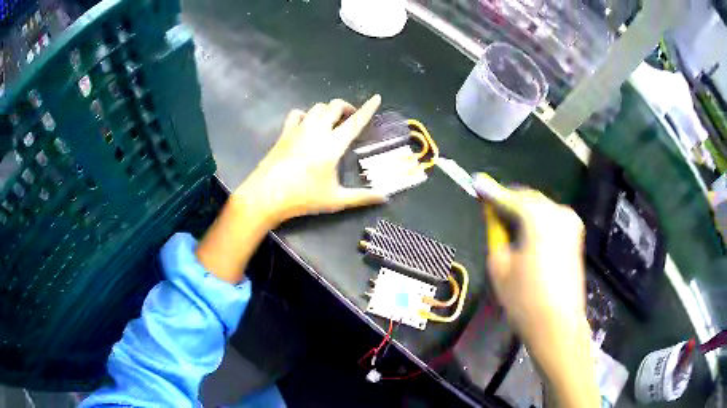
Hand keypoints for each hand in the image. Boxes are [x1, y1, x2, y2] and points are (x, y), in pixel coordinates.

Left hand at [236, 95, 385, 222]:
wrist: (266, 196)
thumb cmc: (303, 198)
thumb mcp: (336, 200)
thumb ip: (362, 197)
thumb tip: (385, 198)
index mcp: (332, 145)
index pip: (355, 122)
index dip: (368, 109)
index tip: (376, 98)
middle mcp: (316, 131)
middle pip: (334, 107)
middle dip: (346, 107)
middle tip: (351, 118)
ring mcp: (298, 130)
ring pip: (316, 107)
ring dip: (327, 110)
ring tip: (331, 121)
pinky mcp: (284, 133)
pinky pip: (297, 114)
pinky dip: (306, 115)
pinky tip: (307, 125)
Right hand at [483, 189, 598, 407]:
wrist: (558, 325)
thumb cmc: (525, 299)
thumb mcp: (499, 266)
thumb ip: (495, 233)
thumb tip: (492, 214)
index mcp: (539, 218)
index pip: (510, 197)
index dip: (490, 191)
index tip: (476, 182)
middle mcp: (559, 213)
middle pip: (528, 199)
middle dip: (508, 201)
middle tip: (489, 206)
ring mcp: (571, 224)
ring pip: (540, 208)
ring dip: (522, 211)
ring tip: (505, 222)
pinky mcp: (576, 236)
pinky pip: (550, 219)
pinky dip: (535, 221)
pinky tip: (525, 233)